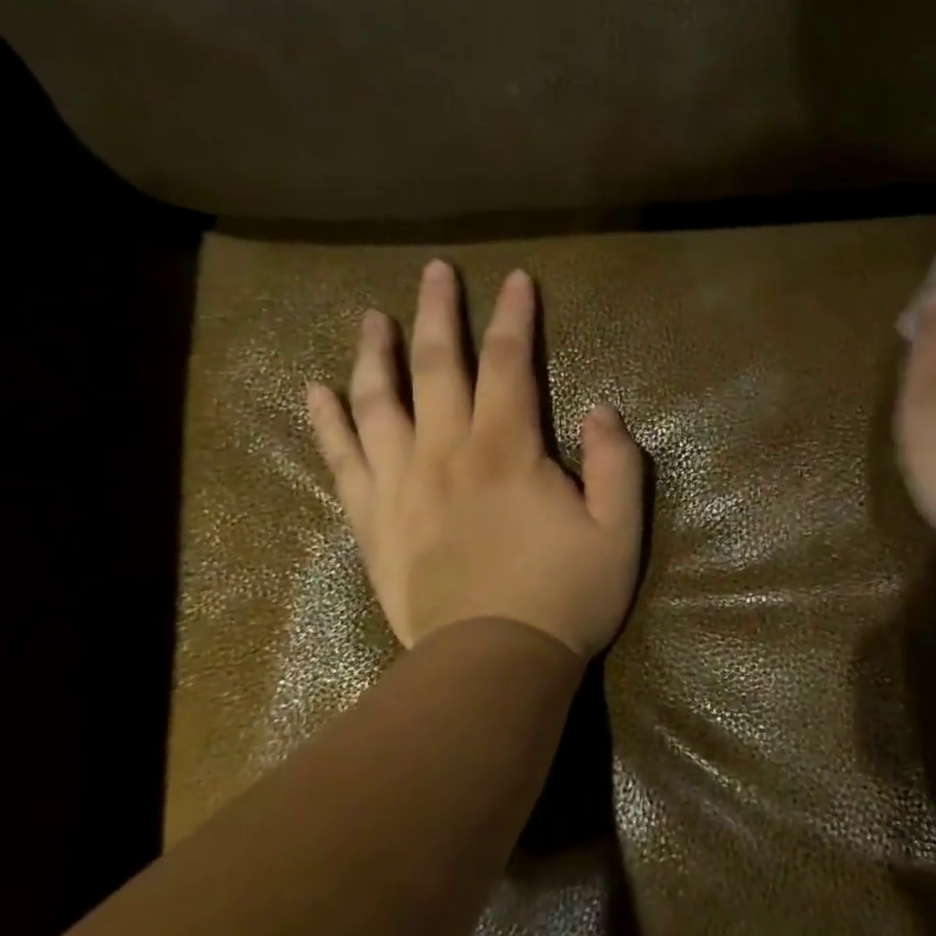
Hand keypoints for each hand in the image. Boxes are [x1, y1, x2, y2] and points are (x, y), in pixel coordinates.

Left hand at [305, 261, 644, 658]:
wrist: (491, 665)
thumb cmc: (564, 597)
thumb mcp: (619, 532)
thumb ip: (616, 464)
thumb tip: (601, 410)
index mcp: (507, 449)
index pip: (509, 362)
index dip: (516, 316)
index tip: (518, 279)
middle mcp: (446, 451)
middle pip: (438, 365)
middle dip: (440, 312)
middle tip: (435, 271)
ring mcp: (400, 484)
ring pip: (380, 402)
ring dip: (376, 353)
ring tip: (370, 317)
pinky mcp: (373, 521)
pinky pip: (343, 460)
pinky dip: (327, 422)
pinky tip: (316, 391)